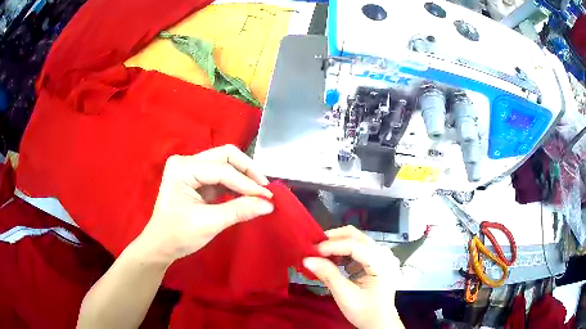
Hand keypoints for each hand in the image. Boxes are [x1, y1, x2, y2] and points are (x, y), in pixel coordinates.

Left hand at [136, 145, 273, 264]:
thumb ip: (239, 211)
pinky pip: (221, 175)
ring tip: (259, 193)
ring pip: (225, 163)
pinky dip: (236, 183)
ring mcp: (190, 168)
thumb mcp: (209, 223)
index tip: (268, 197)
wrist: (160, 245)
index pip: (222, 170)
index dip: (247, 183)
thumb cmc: (178, 235)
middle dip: (247, 171)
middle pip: (225, 156)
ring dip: (243, 176)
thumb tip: (269, 204)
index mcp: (182, 168)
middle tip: (264, 189)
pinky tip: (247, 194)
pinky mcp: (196, 178)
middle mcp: (186, 161)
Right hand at [303, 226, 403, 328]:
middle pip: (357, 236)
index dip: (332, 245)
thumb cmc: (365, 312)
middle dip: (334, 240)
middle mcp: (385, 254)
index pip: (355, 245)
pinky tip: (331, 260)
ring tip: (319, 254)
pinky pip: (358, 249)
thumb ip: (328, 275)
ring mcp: (382, 256)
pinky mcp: (376, 260)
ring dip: (337, 244)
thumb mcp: (345, 296)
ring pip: (357, 240)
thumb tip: (307, 259)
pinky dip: (343, 252)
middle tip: (314, 248)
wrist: (379, 322)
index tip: (312, 251)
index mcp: (382, 263)